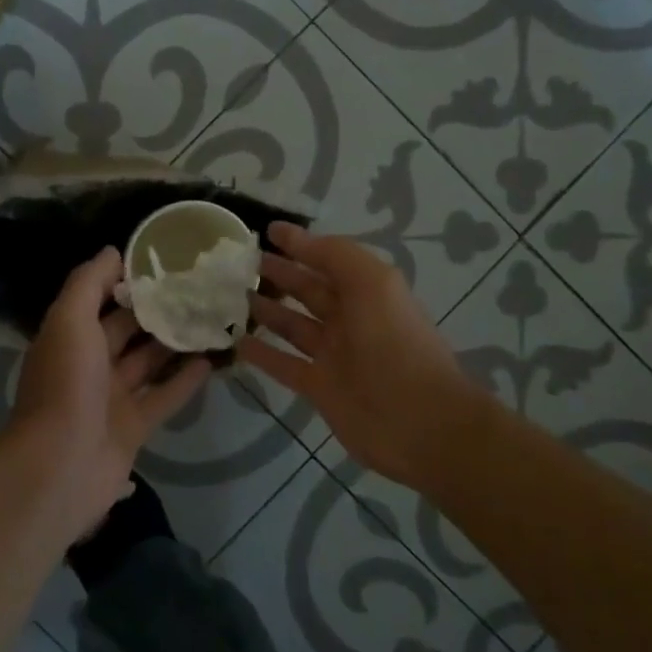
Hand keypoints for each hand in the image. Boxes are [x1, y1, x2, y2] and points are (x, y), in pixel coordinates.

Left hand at [2, 247, 210, 535]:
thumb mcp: (70, 320)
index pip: (98, 299)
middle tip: (196, 288)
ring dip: (173, 343)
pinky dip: (184, 381)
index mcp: (69, 336)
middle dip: (155, 310)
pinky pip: (162, 397)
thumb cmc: (65, 383)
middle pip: (125, 330)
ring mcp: (110, 398)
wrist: (60, 465)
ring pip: (147, 363)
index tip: (163, 261)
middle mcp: (88, 364)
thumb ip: (88, 283)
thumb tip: (112, 251)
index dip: (126, 280)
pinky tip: (210, 360)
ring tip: (209, 318)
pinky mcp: (133, 428)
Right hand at [238, 223, 485, 489]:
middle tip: (240, 263)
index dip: (300, 244)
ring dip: (266, 310)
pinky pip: (284, 364)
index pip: (328, 259)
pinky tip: (236, 341)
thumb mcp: (372, 283)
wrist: (418, 421)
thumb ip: (335, 255)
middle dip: (279, 274)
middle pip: (308, 290)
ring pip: (293, 325)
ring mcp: (334, 355)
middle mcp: (350, 319)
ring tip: (232, 295)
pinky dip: (262, 353)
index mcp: (367, 291)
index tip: (267, 230)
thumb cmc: (394, 342)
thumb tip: (296, 238)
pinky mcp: (319, 387)